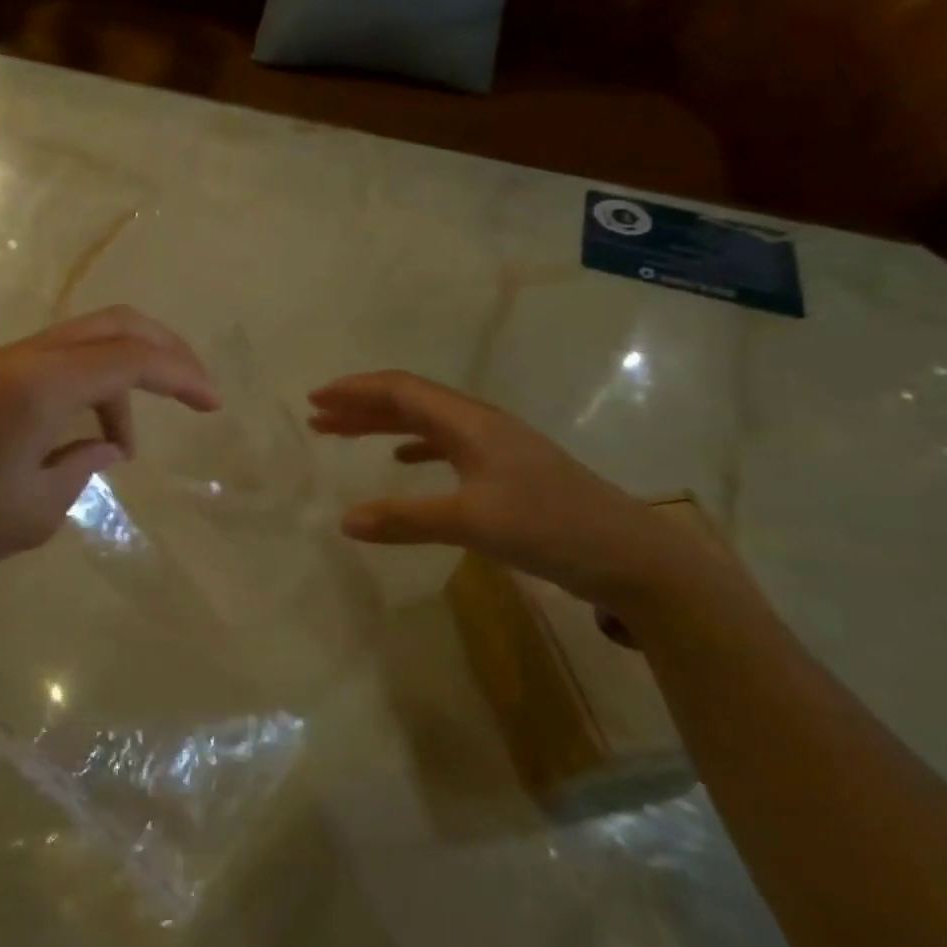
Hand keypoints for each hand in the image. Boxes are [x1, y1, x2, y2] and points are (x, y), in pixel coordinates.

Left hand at [0, 308, 219, 595]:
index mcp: (41, 383)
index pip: (131, 357)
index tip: (214, 402)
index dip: (182, 373)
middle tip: (192, 388)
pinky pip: (48, 366)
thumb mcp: (35, 510)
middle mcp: (21, 358)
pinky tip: (76, 438)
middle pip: (110, 326)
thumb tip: (101, 445)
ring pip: (78, 344)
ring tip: (119, 446)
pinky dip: (81, 388)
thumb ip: (81, 466)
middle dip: (161, 350)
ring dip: (115, 380)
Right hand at [308, 371, 731, 615]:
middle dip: (360, 406)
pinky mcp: (507, 469)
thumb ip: (405, 519)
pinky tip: (402, 459)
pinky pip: (445, 444)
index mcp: (469, 422)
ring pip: (425, 421)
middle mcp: (479, 423)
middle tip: (317, 418)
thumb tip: (344, 520)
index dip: (354, 391)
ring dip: (382, 424)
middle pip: (409, 401)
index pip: (400, 390)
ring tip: (344, 434)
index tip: (314, 399)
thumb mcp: (471, 523)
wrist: (632, 556)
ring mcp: (495, 445)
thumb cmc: (550, 527)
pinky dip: (414, 445)